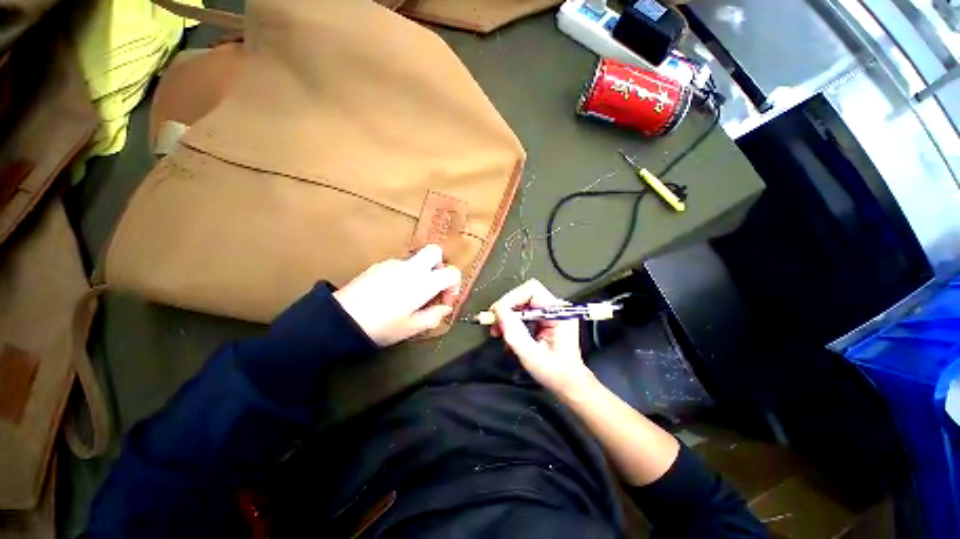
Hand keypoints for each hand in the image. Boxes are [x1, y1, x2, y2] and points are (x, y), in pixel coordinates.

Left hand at [334, 245, 461, 346]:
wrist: (341, 319)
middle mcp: (412, 268)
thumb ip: (434, 316)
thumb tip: (445, 308)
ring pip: (416, 259)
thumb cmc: (381, 326)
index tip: (445, 301)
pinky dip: (405, 274)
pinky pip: (400, 265)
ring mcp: (394, 264)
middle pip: (435, 251)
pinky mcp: (379, 265)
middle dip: (440, 266)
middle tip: (433, 285)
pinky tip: (392, 292)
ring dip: (421, 272)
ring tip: (409, 295)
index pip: (452, 272)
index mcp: (424, 283)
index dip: (454, 286)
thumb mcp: (412, 328)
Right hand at [490, 279, 592, 393]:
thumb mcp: (531, 355)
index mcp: (559, 313)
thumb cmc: (555, 373)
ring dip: (506, 316)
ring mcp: (550, 312)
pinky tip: (507, 336)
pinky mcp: (544, 318)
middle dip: (506, 308)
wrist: (568, 383)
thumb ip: (514, 333)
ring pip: (521, 303)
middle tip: (493, 324)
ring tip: (497, 333)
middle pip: (524, 295)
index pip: (532, 290)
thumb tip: (498, 312)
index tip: (498, 314)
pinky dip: (512, 322)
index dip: (512, 298)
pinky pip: (523, 313)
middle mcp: (555, 307)